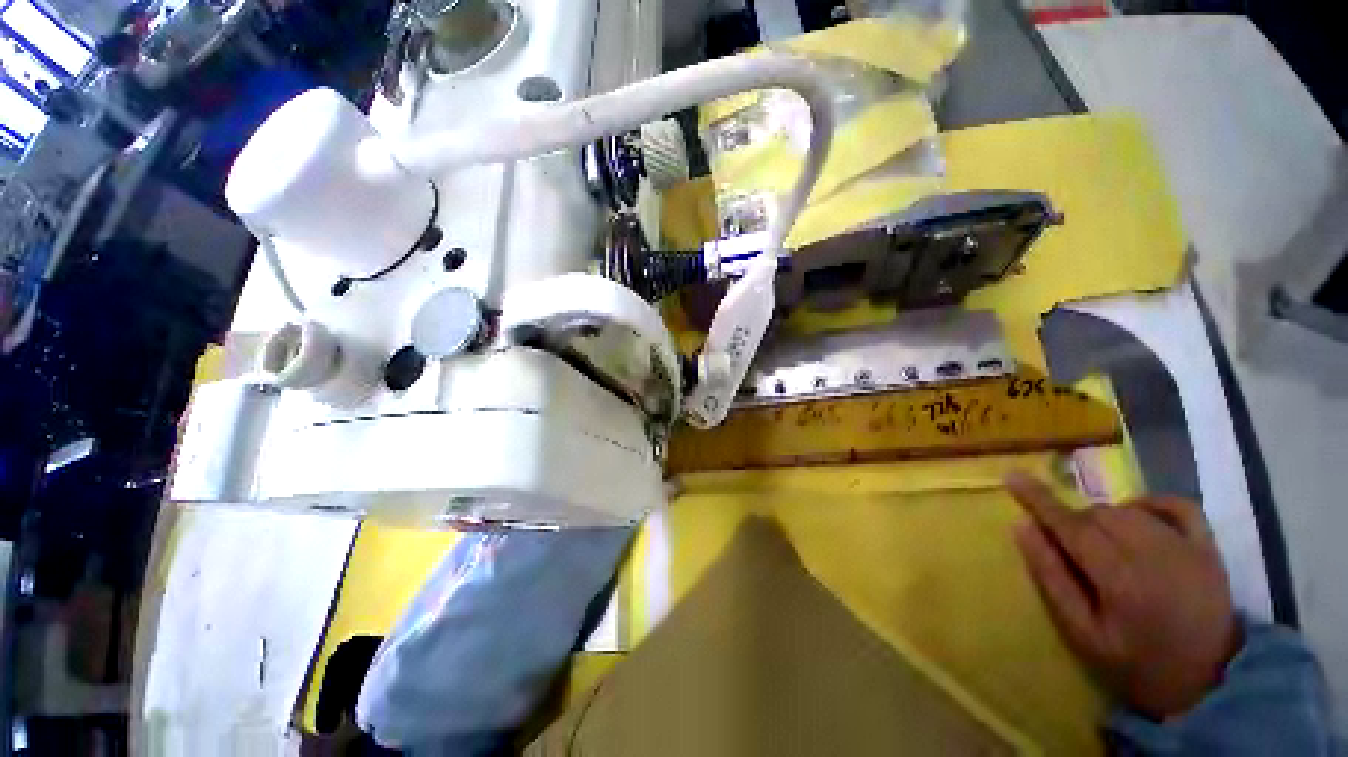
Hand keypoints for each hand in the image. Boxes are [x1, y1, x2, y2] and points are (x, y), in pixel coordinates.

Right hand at [1005, 471, 1240, 718]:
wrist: (1211, 682)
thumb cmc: (1137, 663)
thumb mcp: (1083, 634)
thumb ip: (1052, 579)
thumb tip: (1023, 528)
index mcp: (1119, 579)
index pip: (1070, 525)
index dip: (1038, 499)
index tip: (1012, 476)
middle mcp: (1153, 553)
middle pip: (1098, 514)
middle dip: (1075, 522)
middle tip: (1073, 551)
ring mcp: (1186, 547)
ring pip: (1129, 509)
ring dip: (1106, 517)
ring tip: (1107, 546)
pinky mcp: (1209, 547)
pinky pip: (1177, 505)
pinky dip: (1150, 503)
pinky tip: (1141, 517)